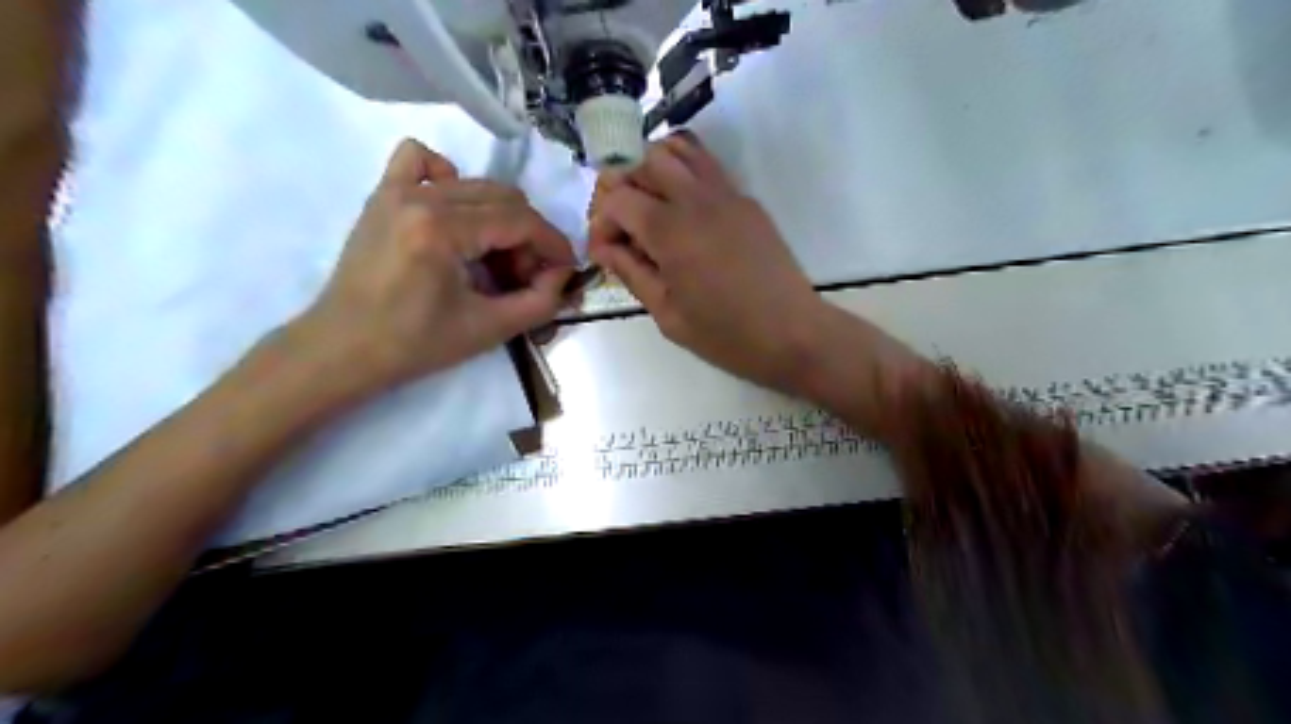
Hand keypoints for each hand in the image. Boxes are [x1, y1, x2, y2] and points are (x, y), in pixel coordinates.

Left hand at [295, 139, 577, 393]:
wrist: (344, 348)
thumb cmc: (415, 345)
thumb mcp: (489, 330)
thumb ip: (539, 302)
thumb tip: (562, 276)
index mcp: (442, 229)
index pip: (519, 220)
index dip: (553, 244)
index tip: (567, 269)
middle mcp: (420, 196)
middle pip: (503, 198)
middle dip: (528, 237)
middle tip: (526, 276)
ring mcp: (397, 190)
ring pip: (474, 183)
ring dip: (499, 217)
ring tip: (493, 257)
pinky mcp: (382, 195)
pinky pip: (421, 160)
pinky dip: (449, 177)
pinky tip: (455, 214)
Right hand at [589, 133, 831, 391]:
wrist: (793, 333)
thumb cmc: (726, 335)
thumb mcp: (668, 315)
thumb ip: (632, 273)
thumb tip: (605, 247)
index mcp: (670, 231)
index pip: (618, 198)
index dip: (601, 221)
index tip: (606, 251)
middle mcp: (695, 199)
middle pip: (644, 160)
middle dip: (622, 185)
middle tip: (623, 223)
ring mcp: (726, 193)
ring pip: (679, 149)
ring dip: (653, 167)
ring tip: (649, 205)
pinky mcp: (746, 200)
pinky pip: (707, 166)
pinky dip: (683, 172)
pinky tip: (682, 210)